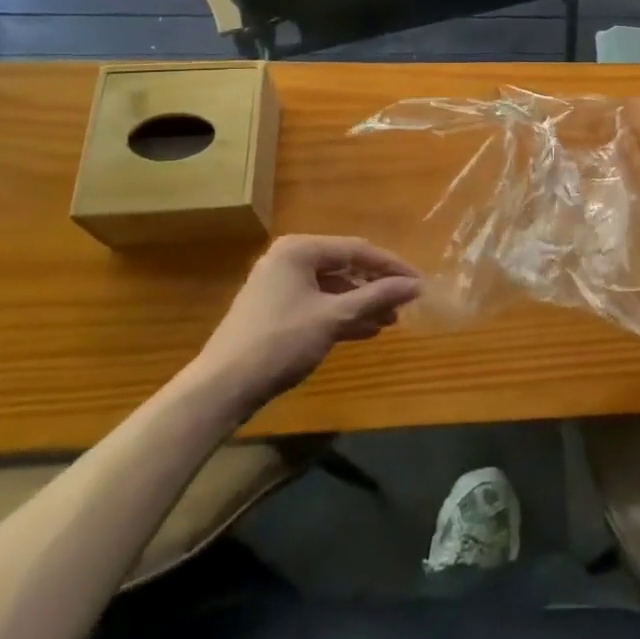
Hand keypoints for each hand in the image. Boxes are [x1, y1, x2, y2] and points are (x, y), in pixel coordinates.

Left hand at [196, 235, 421, 412]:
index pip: (356, 250)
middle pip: (345, 267)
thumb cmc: (280, 342)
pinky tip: (366, 331)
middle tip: (405, 303)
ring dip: (362, 303)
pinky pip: (319, 304)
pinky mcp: (277, 311)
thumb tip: (416, 285)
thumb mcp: (333, 317)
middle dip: (376, 287)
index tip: (418, 282)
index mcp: (300, 249)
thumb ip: (375, 297)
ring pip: (333, 288)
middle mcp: (289, 259)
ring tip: (390, 320)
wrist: (221, 389)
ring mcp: (281, 285)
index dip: (391, 266)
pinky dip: (342, 315)